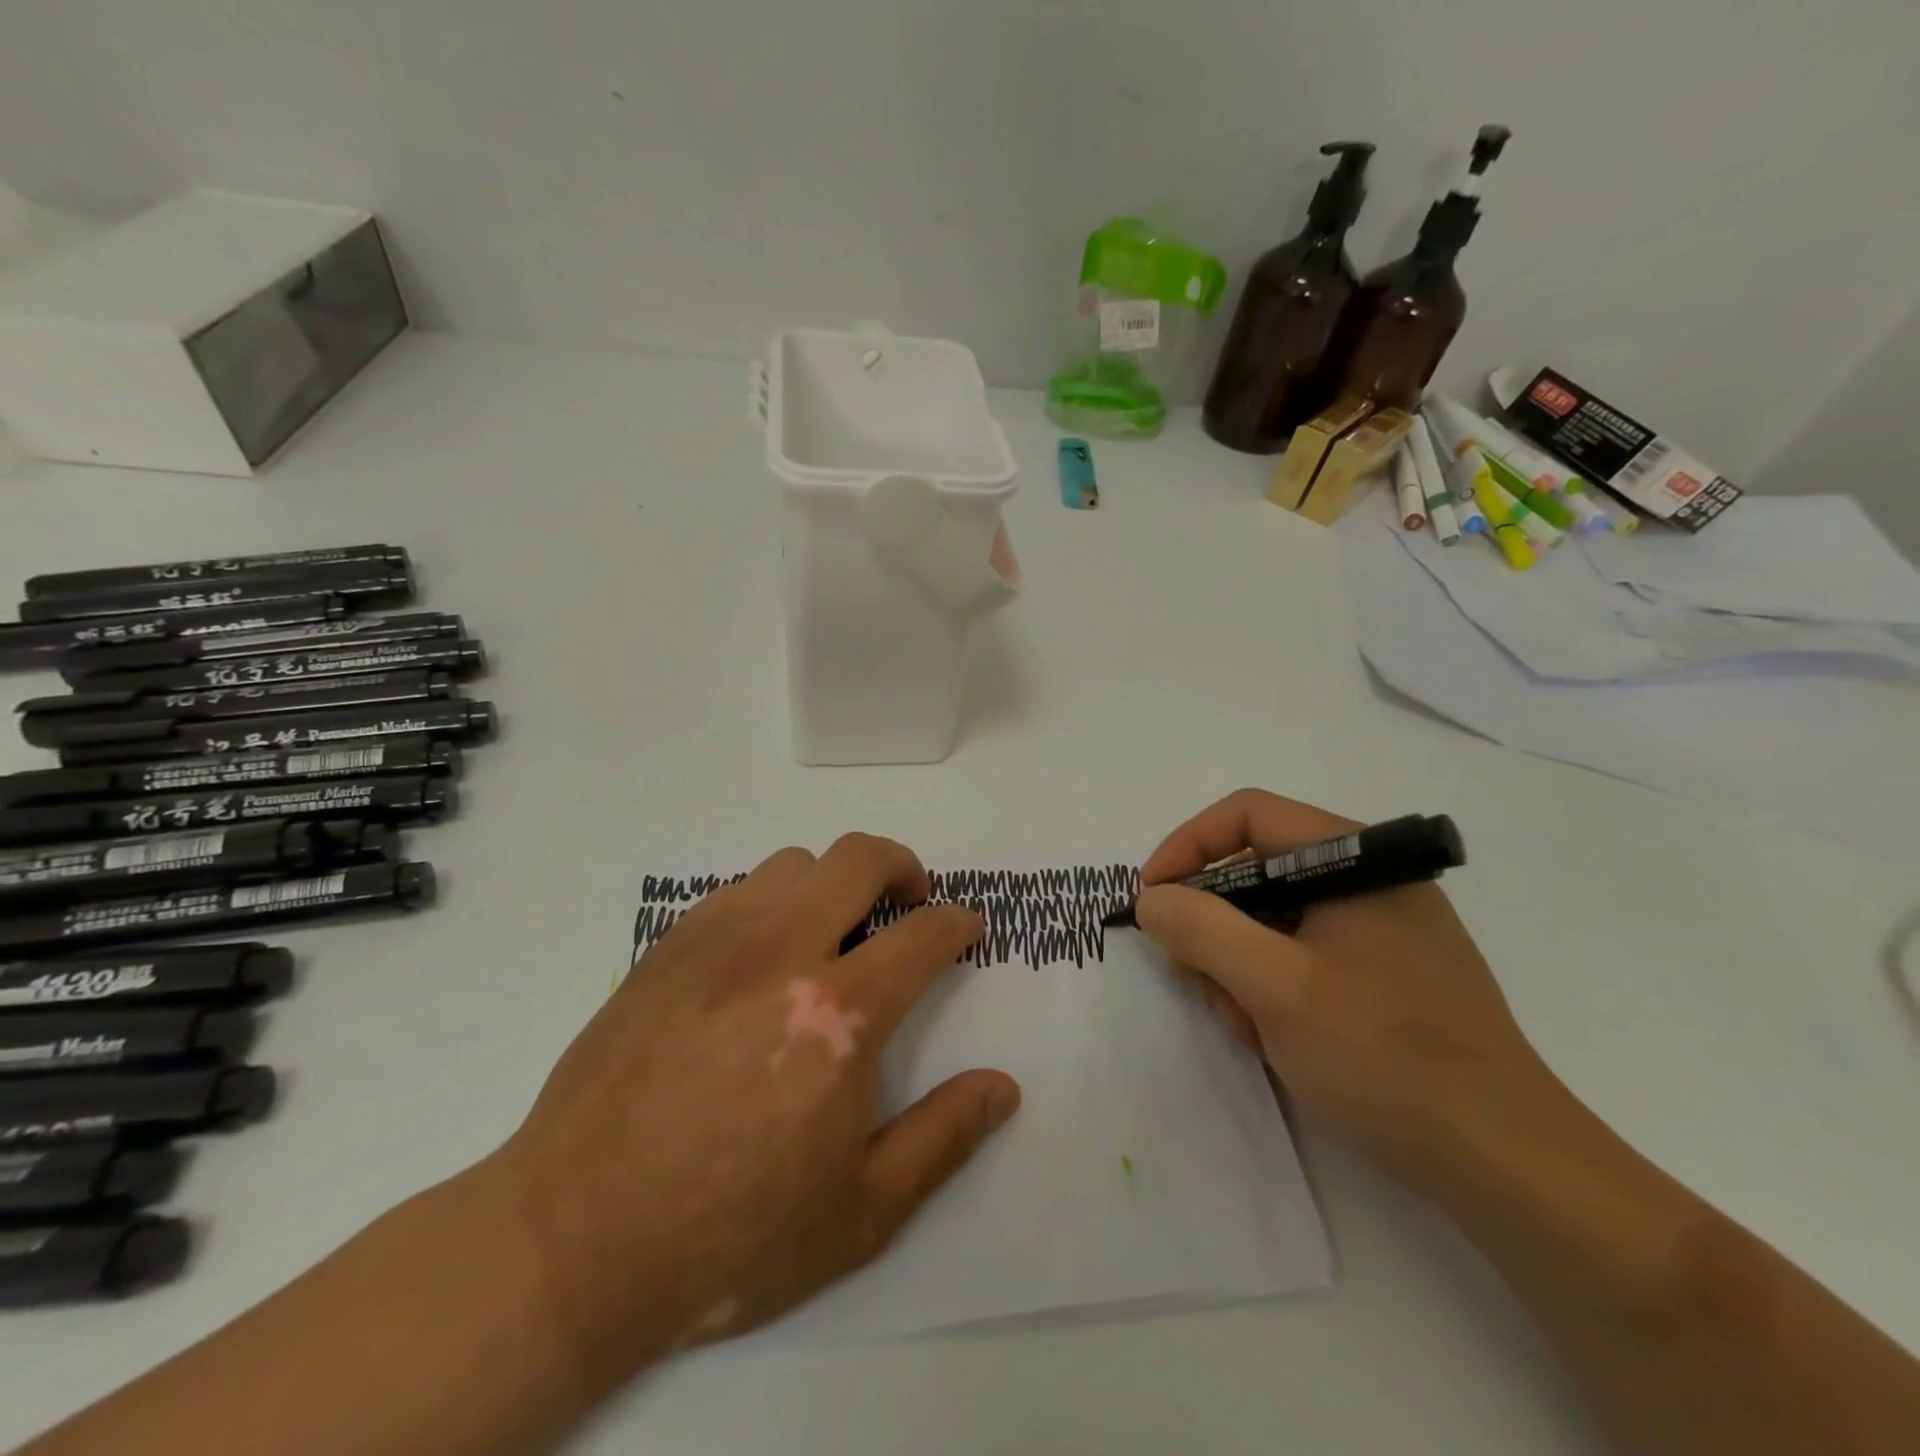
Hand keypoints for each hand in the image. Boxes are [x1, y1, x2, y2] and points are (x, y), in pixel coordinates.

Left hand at [485, 835, 1019, 1395]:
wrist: (572, 1243)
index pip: (923, 934)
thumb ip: (943, 1138)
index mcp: (839, 1015)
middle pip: (858, 859)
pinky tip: (761, 956)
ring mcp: (715, 942)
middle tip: (911, 902)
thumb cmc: (729, 1236)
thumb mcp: (860, 1213)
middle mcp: (780, 953)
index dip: (958, 924)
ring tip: (832, 933)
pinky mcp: (664, 950)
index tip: (966, 930)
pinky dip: (771, 901)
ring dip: (831, 884)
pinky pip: (736, 890)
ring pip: (793, 864)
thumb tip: (1003, 1088)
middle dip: (902, 867)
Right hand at [1135, 789, 1555, 1197]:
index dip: (1186, 847)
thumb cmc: (1386, 1056)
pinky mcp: (1380, 972)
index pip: (1246, 815)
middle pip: (1254, 869)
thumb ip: (1202, 929)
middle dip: (1212, 923)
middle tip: (1193, 975)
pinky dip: (1269, 987)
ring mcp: (1377, 929)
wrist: (1505, 1164)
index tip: (1151, 899)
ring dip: (1237, 964)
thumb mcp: (1276, 988)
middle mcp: (1366, 880)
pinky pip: (1298, 955)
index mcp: (1354, 859)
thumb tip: (1152, 898)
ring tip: (1245, 1025)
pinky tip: (1272, 1037)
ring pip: (1270, 918)